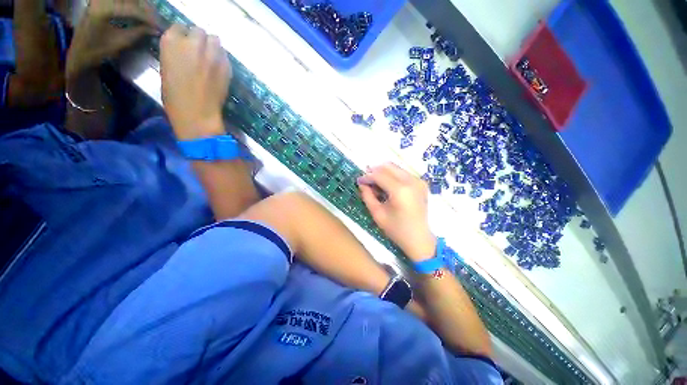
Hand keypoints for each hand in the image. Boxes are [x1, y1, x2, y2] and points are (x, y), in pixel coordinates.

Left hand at [66, 0, 156, 77]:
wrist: (79, 50)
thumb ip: (138, 32)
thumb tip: (156, 30)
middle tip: (156, 21)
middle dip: (145, 9)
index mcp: (104, 9)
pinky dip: (132, 5)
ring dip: (140, 6)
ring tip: (149, 17)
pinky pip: (121, 1)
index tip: (160, 26)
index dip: (148, 17)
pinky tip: (139, 13)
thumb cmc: (98, 49)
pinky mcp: (101, 1)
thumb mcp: (120, 42)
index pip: (132, 9)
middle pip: (131, 0)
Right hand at [160, 25, 230, 139]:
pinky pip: (224, 56)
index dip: (183, 37)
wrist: (197, 113)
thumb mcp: (166, 68)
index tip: (185, 45)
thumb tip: (185, 51)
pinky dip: (221, 59)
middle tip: (199, 53)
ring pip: (215, 40)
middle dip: (199, 40)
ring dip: (212, 46)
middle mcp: (193, 43)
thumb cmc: (175, 96)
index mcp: (171, 42)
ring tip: (210, 59)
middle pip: (199, 31)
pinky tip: (218, 69)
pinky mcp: (226, 66)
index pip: (179, 28)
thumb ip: (176, 54)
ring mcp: (212, 54)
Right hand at [358, 163, 436, 261]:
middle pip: (388, 167)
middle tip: (366, 181)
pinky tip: (387, 187)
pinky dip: (392, 176)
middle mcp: (411, 181)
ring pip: (396, 168)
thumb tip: (362, 184)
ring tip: (376, 185)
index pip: (379, 175)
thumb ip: (368, 196)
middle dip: (375, 171)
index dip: (367, 176)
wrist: (419, 239)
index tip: (358, 181)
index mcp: (400, 190)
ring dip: (383, 173)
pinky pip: (403, 173)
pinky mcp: (421, 183)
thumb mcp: (377, 214)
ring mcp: (418, 181)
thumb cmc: (397, 229)